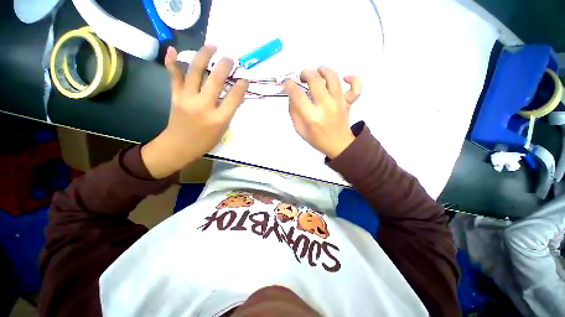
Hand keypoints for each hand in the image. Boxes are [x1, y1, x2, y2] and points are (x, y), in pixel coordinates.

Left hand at [141, 46, 248, 178]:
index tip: (245, 79)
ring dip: (204, 56)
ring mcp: (187, 99)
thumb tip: (235, 96)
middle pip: (216, 81)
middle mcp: (204, 106)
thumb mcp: (223, 130)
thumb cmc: (205, 141)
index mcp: (219, 119)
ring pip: (195, 72)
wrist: (179, 146)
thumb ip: (229, 112)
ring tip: (211, 46)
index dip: (241, 86)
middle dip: (225, 67)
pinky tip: (172, 49)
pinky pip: (174, 77)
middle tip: (230, 59)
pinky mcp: (175, 96)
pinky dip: (172, 62)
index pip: (233, 98)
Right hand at [283, 67, 360, 158]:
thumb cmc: (317, 139)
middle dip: (305, 73)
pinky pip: (356, 87)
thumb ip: (294, 112)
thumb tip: (293, 96)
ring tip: (318, 73)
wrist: (339, 146)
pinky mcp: (349, 103)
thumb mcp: (299, 130)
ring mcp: (339, 103)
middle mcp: (326, 106)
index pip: (297, 95)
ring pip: (333, 77)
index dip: (289, 85)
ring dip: (323, 70)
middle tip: (302, 78)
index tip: (286, 83)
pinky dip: (353, 79)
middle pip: (315, 80)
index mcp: (311, 116)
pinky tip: (345, 79)